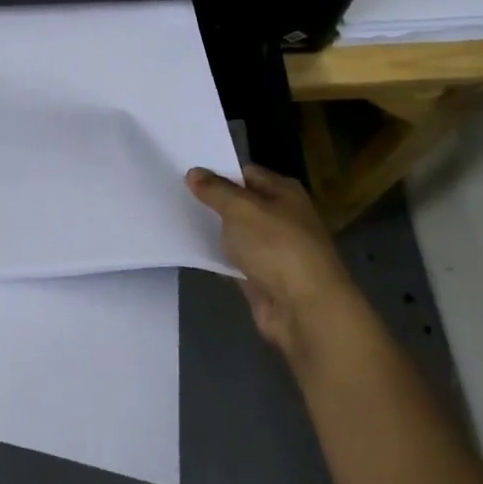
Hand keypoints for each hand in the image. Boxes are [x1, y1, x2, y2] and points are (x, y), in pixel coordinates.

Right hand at [186, 164, 358, 365]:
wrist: (305, 311)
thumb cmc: (277, 246)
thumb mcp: (240, 208)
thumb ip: (215, 190)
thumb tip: (194, 172)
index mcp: (284, 192)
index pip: (246, 173)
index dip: (218, 173)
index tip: (187, 175)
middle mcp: (282, 217)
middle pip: (241, 204)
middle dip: (213, 202)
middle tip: (176, 195)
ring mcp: (273, 251)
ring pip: (237, 234)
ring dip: (214, 231)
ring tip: (177, 219)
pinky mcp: (263, 280)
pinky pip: (235, 262)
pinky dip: (218, 258)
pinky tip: (192, 251)